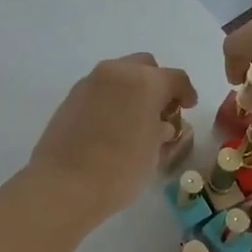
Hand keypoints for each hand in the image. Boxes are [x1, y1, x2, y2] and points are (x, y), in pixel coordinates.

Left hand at [27, 54, 196, 223]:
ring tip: (134, 119)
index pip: (175, 78)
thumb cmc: (119, 170)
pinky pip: (99, 88)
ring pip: (119, 74)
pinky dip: (111, 98)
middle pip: (144, 66)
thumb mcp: (153, 153)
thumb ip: (161, 131)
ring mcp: (89, 82)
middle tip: (160, 110)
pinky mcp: (70, 96)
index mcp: (144, 82)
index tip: (188, 107)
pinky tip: (111, 124)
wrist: (64, 184)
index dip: (186, 92)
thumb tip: (160, 125)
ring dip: (131, 89)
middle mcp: (116, 72)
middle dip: (156, 83)